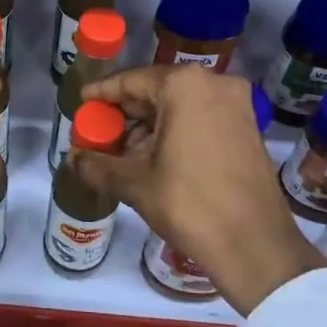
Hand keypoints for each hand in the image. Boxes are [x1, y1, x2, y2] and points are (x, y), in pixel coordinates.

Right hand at [73, 66, 322, 316]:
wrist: (255, 246)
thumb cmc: (190, 204)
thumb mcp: (135, 183)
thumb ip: (97, 164)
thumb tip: (70, 158)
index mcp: (185, 85)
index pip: (130, 80)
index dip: (102, 94)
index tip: (81, 104)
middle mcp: (214, 83)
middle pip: (156, 91)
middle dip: (125, 114)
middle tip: (98, 134)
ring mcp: (236, 105)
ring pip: (179, 106)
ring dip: (149, 126)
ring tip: (121, 153)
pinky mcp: (247, 128)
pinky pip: (200, 119)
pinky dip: (175, 132)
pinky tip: (152, 158)